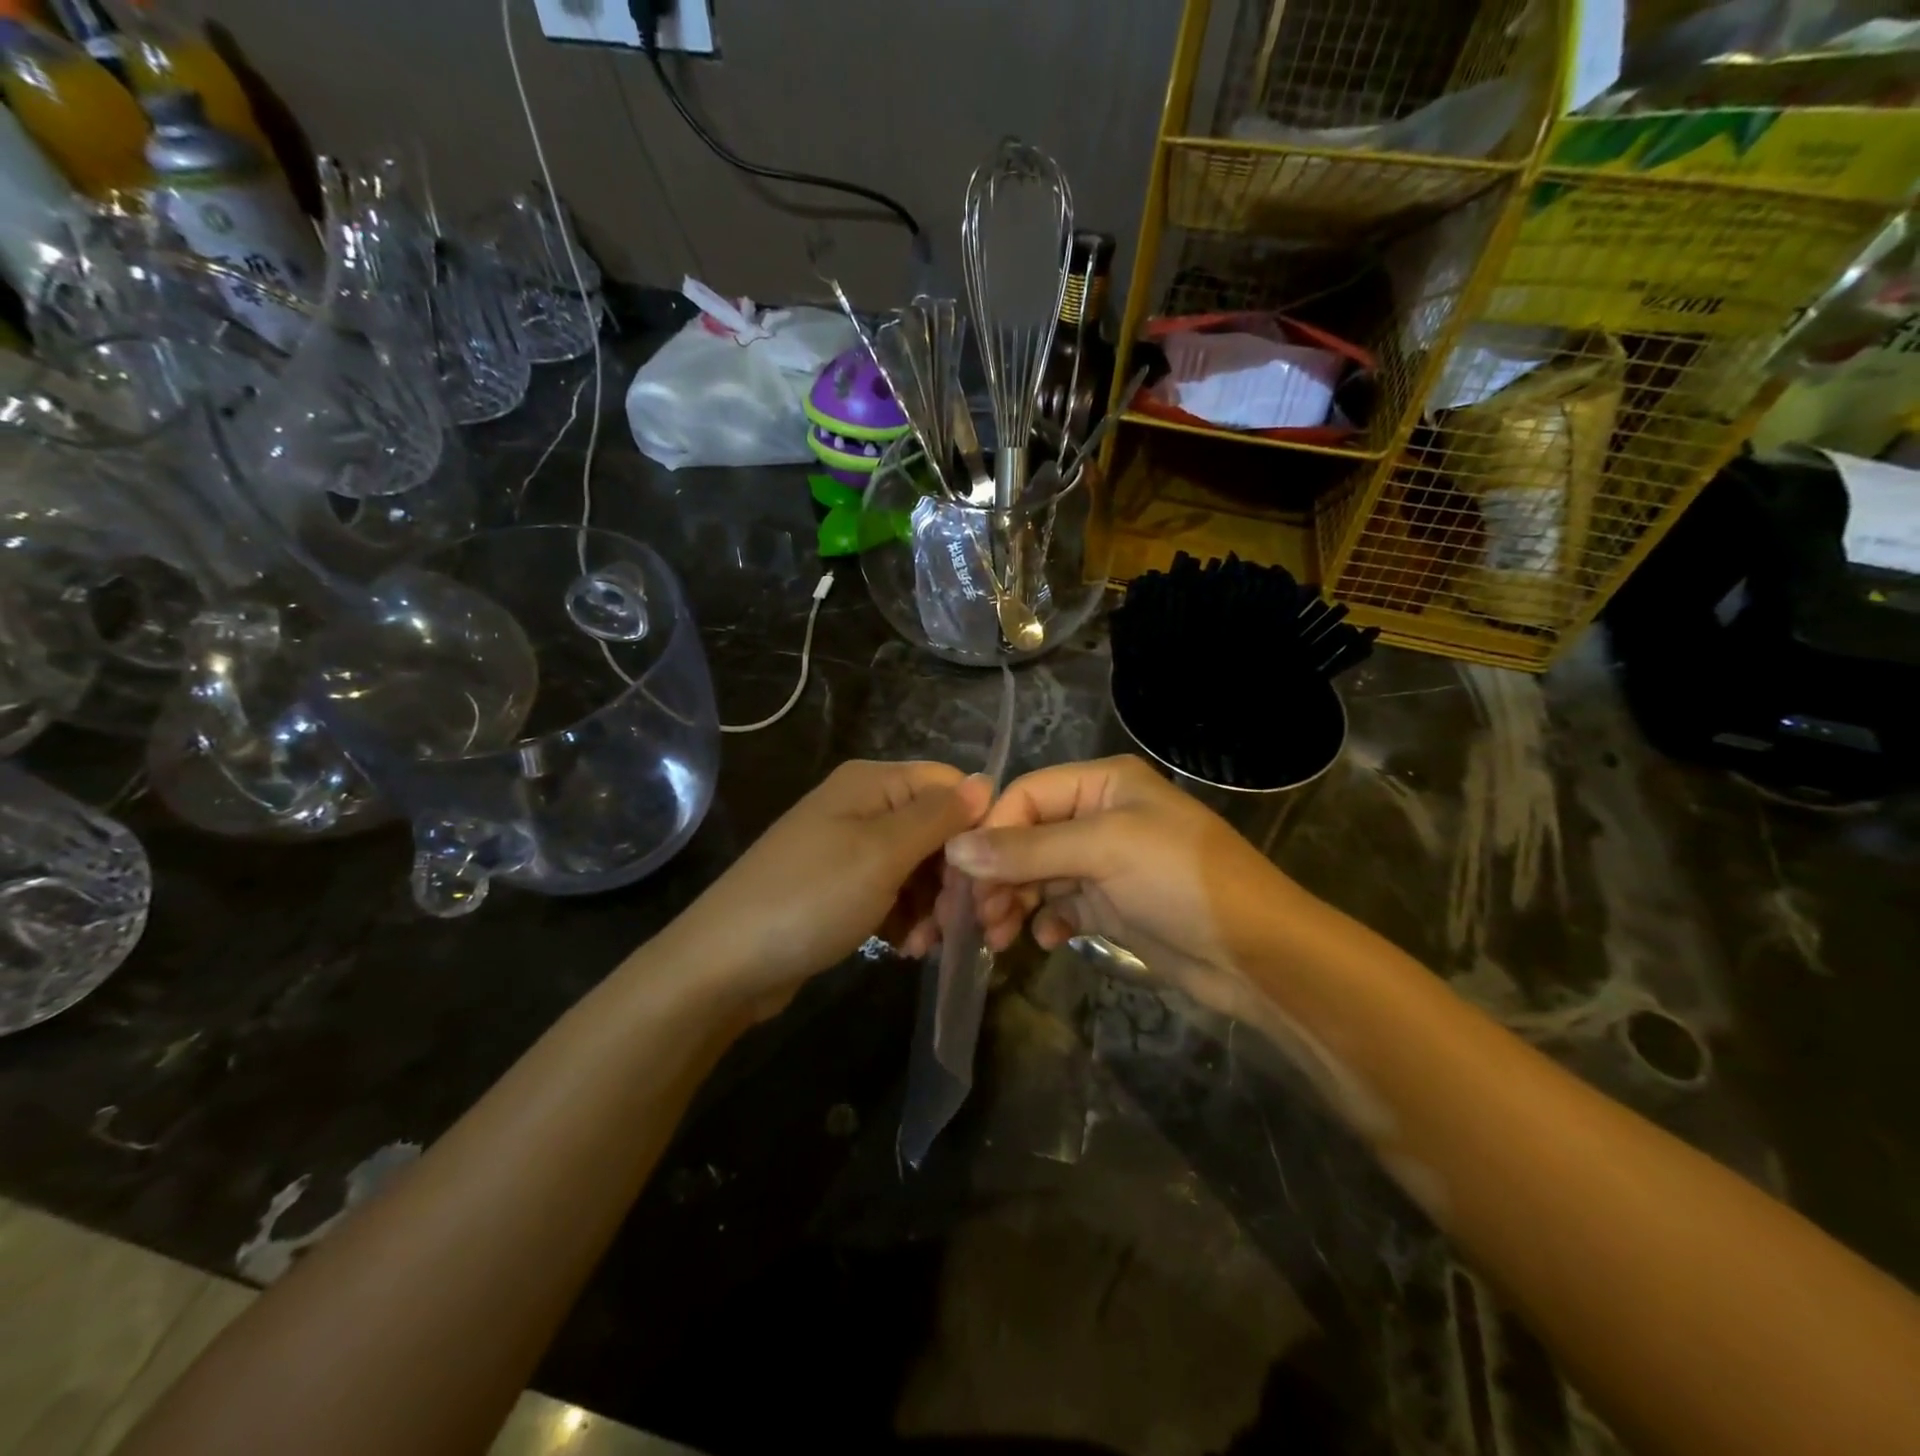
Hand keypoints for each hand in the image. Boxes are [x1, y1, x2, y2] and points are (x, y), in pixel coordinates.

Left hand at [666, 760, 991, 1016]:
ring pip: (918, 867)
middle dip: (953, 876)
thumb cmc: (810, 899)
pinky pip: (891, 893)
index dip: (976, 826)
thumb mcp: (882, 854)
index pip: (950, 786)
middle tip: (959, 923)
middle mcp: (862, 806)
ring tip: (925, 944)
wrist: (724, 965)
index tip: (988, 876)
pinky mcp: (840, 887)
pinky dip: (905, 918)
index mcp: (872, 783)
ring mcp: (848, 848)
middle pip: (936, 829)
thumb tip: (987, 782)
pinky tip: (905, 949)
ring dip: (932, 905)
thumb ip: (938, 817)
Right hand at [942, 755, 1313, 1008]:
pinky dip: (1047, 919)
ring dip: (1014, 901)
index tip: (961, 875)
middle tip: (974, 917)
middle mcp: (1100, 815)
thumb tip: (954, 851)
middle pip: (1027, 836)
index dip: (990, 831)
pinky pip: (1062, 904)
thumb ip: (1027, 849)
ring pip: (1039, 874)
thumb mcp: (1104, 851)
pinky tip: (1045, 940)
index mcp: (1102, 784)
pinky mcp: (1112, 903)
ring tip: (998, 937)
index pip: (1026, 795)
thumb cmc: (1180, 882)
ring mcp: (1106, 861)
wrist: (1255, 954)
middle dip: (998, 874)